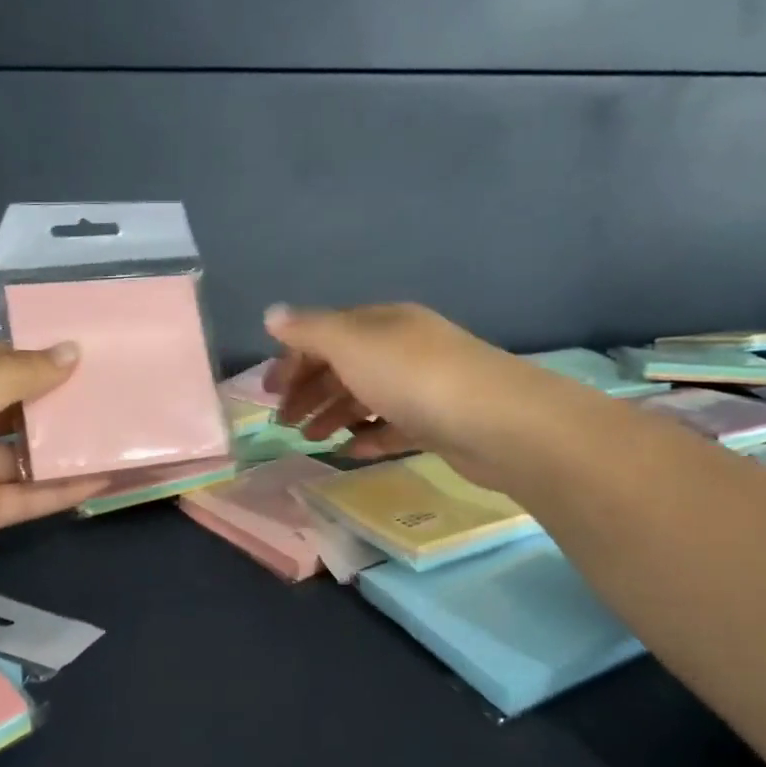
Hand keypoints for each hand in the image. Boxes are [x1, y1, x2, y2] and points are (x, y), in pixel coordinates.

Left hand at [0, 340, 108, 585]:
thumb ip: (25, 372)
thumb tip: (73, 350)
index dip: (39, 356)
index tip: (89, 353)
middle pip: (16, 406)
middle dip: (61, 401)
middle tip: (117, 392)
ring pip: (26, 454)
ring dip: (68, 447)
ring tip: (122, 434)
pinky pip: (27, 495)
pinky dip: (63, 488)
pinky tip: (106, 478)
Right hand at [264, 303, 559, 491]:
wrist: (496, 422)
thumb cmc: (412, 376)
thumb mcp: (350, 344)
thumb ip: (308, 331)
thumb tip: (271, 315)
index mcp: (381, 323)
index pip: (325, 335)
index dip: (292, 360)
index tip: (269, 392)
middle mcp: (401, 348)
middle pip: (343, 366)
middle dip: (308, 391)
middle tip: (283, 422)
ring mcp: (422, 386)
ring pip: (365, 397)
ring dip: (333, 415)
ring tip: (311, 440)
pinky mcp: (437, 423)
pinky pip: (392, 426)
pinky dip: (368, 436)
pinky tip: (349, 452)